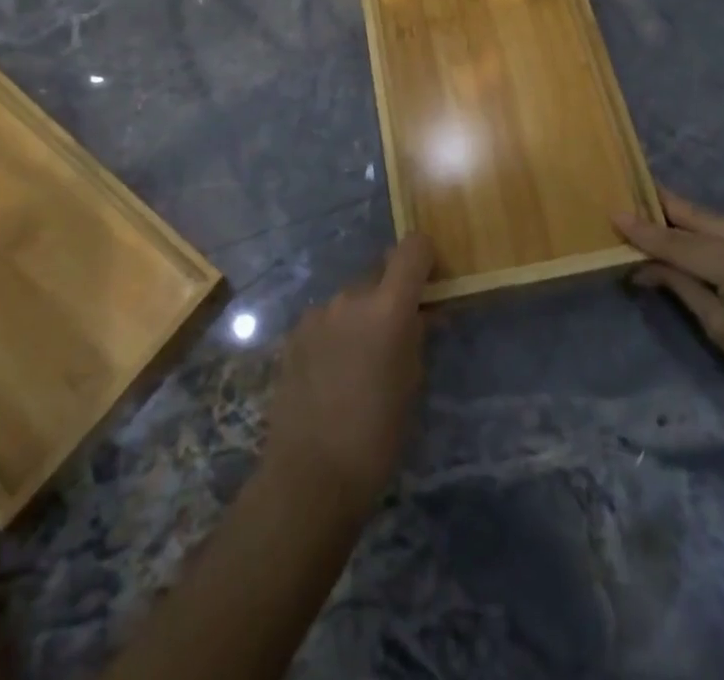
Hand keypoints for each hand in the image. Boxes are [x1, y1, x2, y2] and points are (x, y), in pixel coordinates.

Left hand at [263, 234, 433, 511]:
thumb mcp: (412, 383)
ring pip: (351, 299)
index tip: (429, 280)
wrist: (310, 475)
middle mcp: (351, 297)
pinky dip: (335, 333)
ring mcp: (318, 313)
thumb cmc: (377, 435)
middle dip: (390, 294)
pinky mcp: (294, 334)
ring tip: (359, 361)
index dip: (424, 257)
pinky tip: (332, 373)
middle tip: (395, 334)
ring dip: (360, 316)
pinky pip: (326, 320)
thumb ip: (415, 336)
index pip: (412, 248)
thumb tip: (420, 314)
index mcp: (388, 307)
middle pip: (379, 273)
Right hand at [617, 191, 723, 432]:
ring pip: (718, 220)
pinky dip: (712, 230)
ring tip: (655, 216)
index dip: (645, 232)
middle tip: (630, 198)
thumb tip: (643, 267)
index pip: (680, 243)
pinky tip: (694, 234)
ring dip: (687, 220)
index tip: (615, 215)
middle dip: (664, 209)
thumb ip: (683, 288)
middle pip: (699, 217)